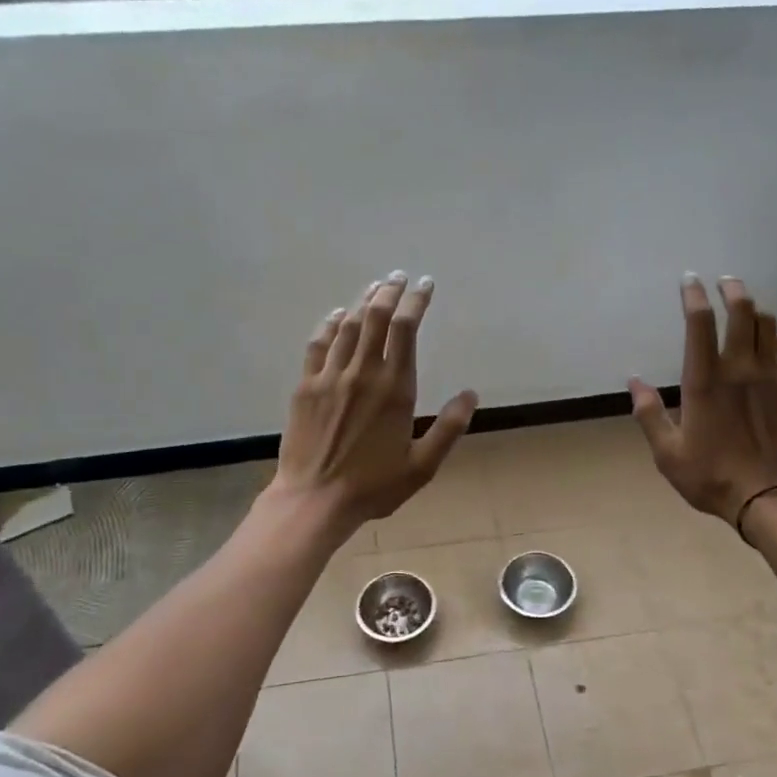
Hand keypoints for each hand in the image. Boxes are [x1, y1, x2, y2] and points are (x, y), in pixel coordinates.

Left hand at [271, 270, 477, 534]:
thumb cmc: (373, 486)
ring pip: (348, 325)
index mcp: (395, 388)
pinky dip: (330, 324)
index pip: (406, 329)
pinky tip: (338, 315)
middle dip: (389, 291)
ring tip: (375, 287)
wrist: (314, 500)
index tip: (425, 284)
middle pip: (376, 317)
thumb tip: (470, 394)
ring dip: (363, 301)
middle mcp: (362, 372)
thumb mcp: (422, 465)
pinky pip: (318, 344)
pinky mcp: (306, 386)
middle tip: (398, 276)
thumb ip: (449, 428)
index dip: (416, 301)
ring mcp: (330, 376)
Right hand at [628, 275, 776, 524]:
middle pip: (741, 310)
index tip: (689, 281)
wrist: (771, 499)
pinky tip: (775, 344)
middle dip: (731, 289)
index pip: (699, 323)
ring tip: (747, 312)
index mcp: (704, 381)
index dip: (693, 296)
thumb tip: (634, 381)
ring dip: (755, 312)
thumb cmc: (712, 477)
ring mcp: (774, 376)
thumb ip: (649, 414)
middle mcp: (740, 368)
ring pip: (769, 324)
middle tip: (725, 283)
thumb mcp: (667, 453)